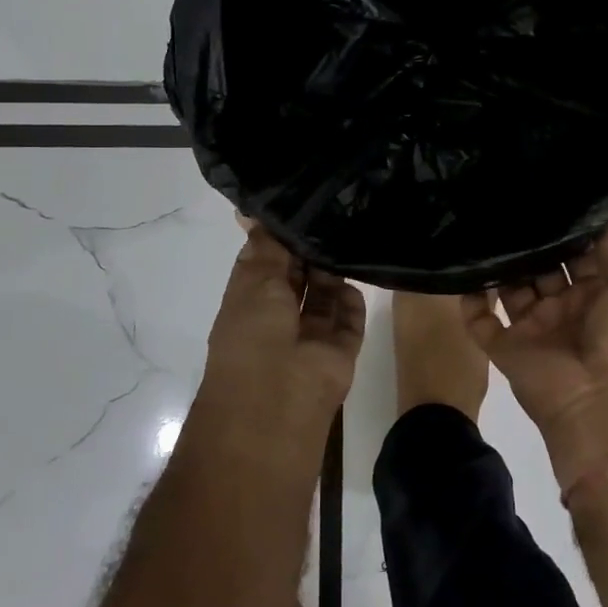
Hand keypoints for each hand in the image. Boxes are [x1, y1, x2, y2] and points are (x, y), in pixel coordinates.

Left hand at [198, 221, 365, 432]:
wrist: (278, 407)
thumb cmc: (253, 337)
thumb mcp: (254, 281)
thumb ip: (266, 246)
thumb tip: (254, 212)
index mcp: (249, 300)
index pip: (266, 259)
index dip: (279, 234)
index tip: (300, 199)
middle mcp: (278, 315)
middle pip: (298, 274)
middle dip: (310, 248)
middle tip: (334, 208)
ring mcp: (310, 336)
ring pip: (325, 294)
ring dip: (333, 268)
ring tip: (349, 230)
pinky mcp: (339, 351)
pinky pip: (349, 318)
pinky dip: (353, 298)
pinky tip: (359, 270)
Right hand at [460, 210, 607, 483]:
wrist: (600, 405)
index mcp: (596, 291)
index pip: (576, 251)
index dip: (564, 227)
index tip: (543, 191)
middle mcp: (563, 305)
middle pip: (539, 265)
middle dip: (527, 241)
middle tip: (502, 202)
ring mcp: (532, 326)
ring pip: (509, 287)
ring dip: (498, 263)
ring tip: (478, 226)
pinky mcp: (505, 346)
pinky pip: (480, 319)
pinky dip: (469, 300)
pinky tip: (461, 271)